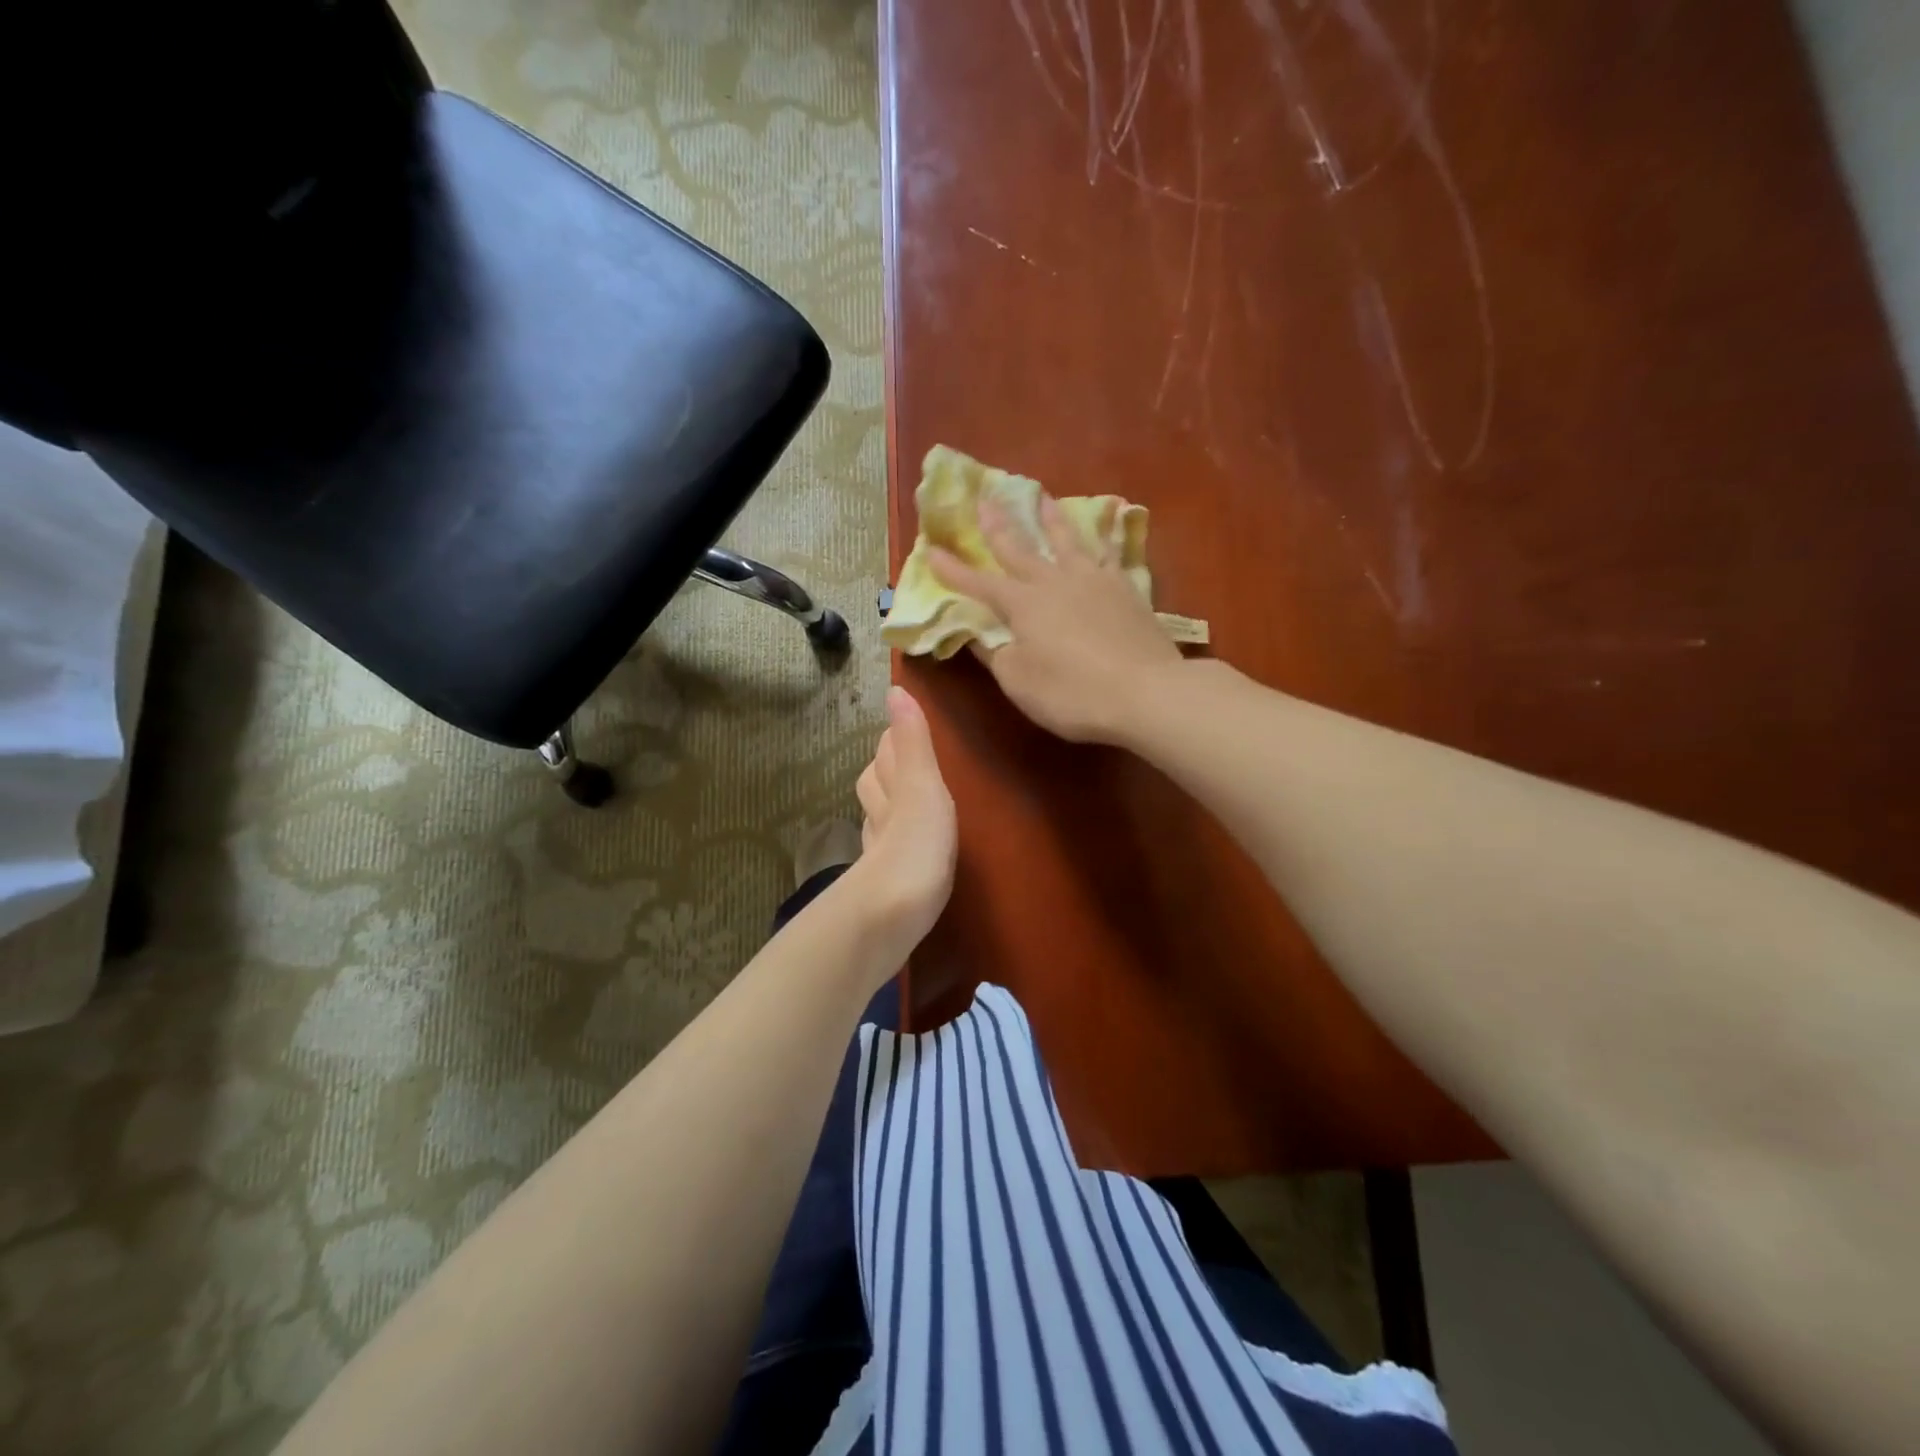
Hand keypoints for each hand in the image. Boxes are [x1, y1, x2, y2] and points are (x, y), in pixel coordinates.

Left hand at [852, 686, 957, 948]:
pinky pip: (888, 852)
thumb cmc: (915, 846)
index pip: (885, 756)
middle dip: (886, 768)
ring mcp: (880, 854)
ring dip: (888, 805)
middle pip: (875, 785)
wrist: (889, 919)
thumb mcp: (923, 787)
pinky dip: (894, 841)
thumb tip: (895, 690)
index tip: (903, 725)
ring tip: (906, 799)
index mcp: (892, 790)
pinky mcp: (887, 887)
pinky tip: (905, 852)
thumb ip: (914, 745)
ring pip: (879, 818)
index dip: (893, 739)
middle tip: (905, 757)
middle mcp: (880, 817)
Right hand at [929, 494, 1182, 742]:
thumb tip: (977, 633)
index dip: (954, 571)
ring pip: (1067, 541)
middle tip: (986, 499)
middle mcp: (1055, 582)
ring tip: (1043, 496)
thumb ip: (995, 654)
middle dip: (999, 526)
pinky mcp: (1126, 590)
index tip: (931, 550)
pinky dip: (1103, 538)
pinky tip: (1105, 530)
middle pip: (1021, 549)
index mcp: (1023, 605)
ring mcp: (1094, 581)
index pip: (979, 584)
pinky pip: (1109, 554)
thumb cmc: (1073, 693)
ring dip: (1051, 519)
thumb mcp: (1019, 682)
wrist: (1147, 692)